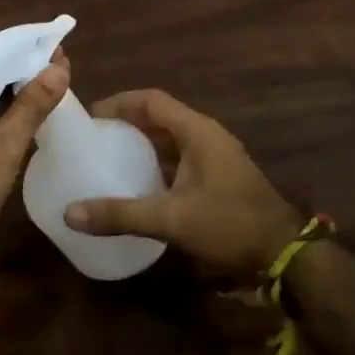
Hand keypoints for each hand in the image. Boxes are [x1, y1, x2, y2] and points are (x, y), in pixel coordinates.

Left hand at [0, 53, 69, 273]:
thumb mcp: (3, 146)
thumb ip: (32, 104)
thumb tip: (60, 67)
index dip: (23, 49)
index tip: (58, 44)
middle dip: (22, 69)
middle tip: (64, 62)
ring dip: (15, 90)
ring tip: (57, 79)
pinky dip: (3, 112)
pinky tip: (34, 109)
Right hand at [64, 89, 303, 279]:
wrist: (284, 255)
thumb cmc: (229, 224)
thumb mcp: (171, 219)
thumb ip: (120, 214)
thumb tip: (70, 213)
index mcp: (197, 131)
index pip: (152, 100)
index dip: (120, 103)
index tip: (91, 116)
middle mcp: (207, 136)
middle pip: (161, 116)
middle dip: (128, 122)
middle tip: (96, 136)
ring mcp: (217, 156)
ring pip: (172, 138)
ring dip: (143, 142)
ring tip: (111, 155)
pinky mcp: (220, 176)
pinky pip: (182, 157)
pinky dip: (158, 162)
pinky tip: (140, 183)